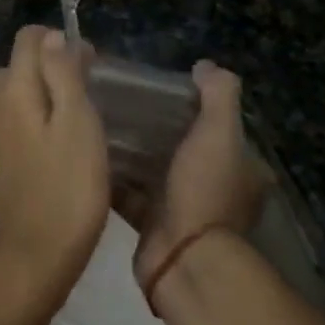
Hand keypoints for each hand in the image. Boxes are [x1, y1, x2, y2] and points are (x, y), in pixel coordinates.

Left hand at [0, 27, 109, 306]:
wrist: (30, 260)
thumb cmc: (65, 190)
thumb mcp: (77, 124)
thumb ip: (62, 73)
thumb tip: (53, 37)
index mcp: (14, 89)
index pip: (27, 38)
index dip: (59, 39)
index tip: (92, 62)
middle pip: (19, 64)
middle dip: (51, 63)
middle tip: (91, 87)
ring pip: (16, 93)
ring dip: (44, 91)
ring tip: (80, 114)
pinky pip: (16, 121)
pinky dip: (37, 117)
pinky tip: (61, 144)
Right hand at [113, 61, 270, 291]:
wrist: (183, 259)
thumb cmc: (205, 191)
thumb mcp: (219, 133)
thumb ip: (218, 96)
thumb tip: (205, 65)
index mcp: (239, 170)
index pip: (217, 129)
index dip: (192, 108)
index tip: (159, 90)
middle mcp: (213, 189)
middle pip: (180, 148)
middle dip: (153, 128)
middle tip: (119, 101)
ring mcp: (181, 209)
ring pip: (152, 169)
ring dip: (129, 151)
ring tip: (96, 120)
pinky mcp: (150, 223)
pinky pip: (128, 192)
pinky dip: (111, 175)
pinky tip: (86, 151)